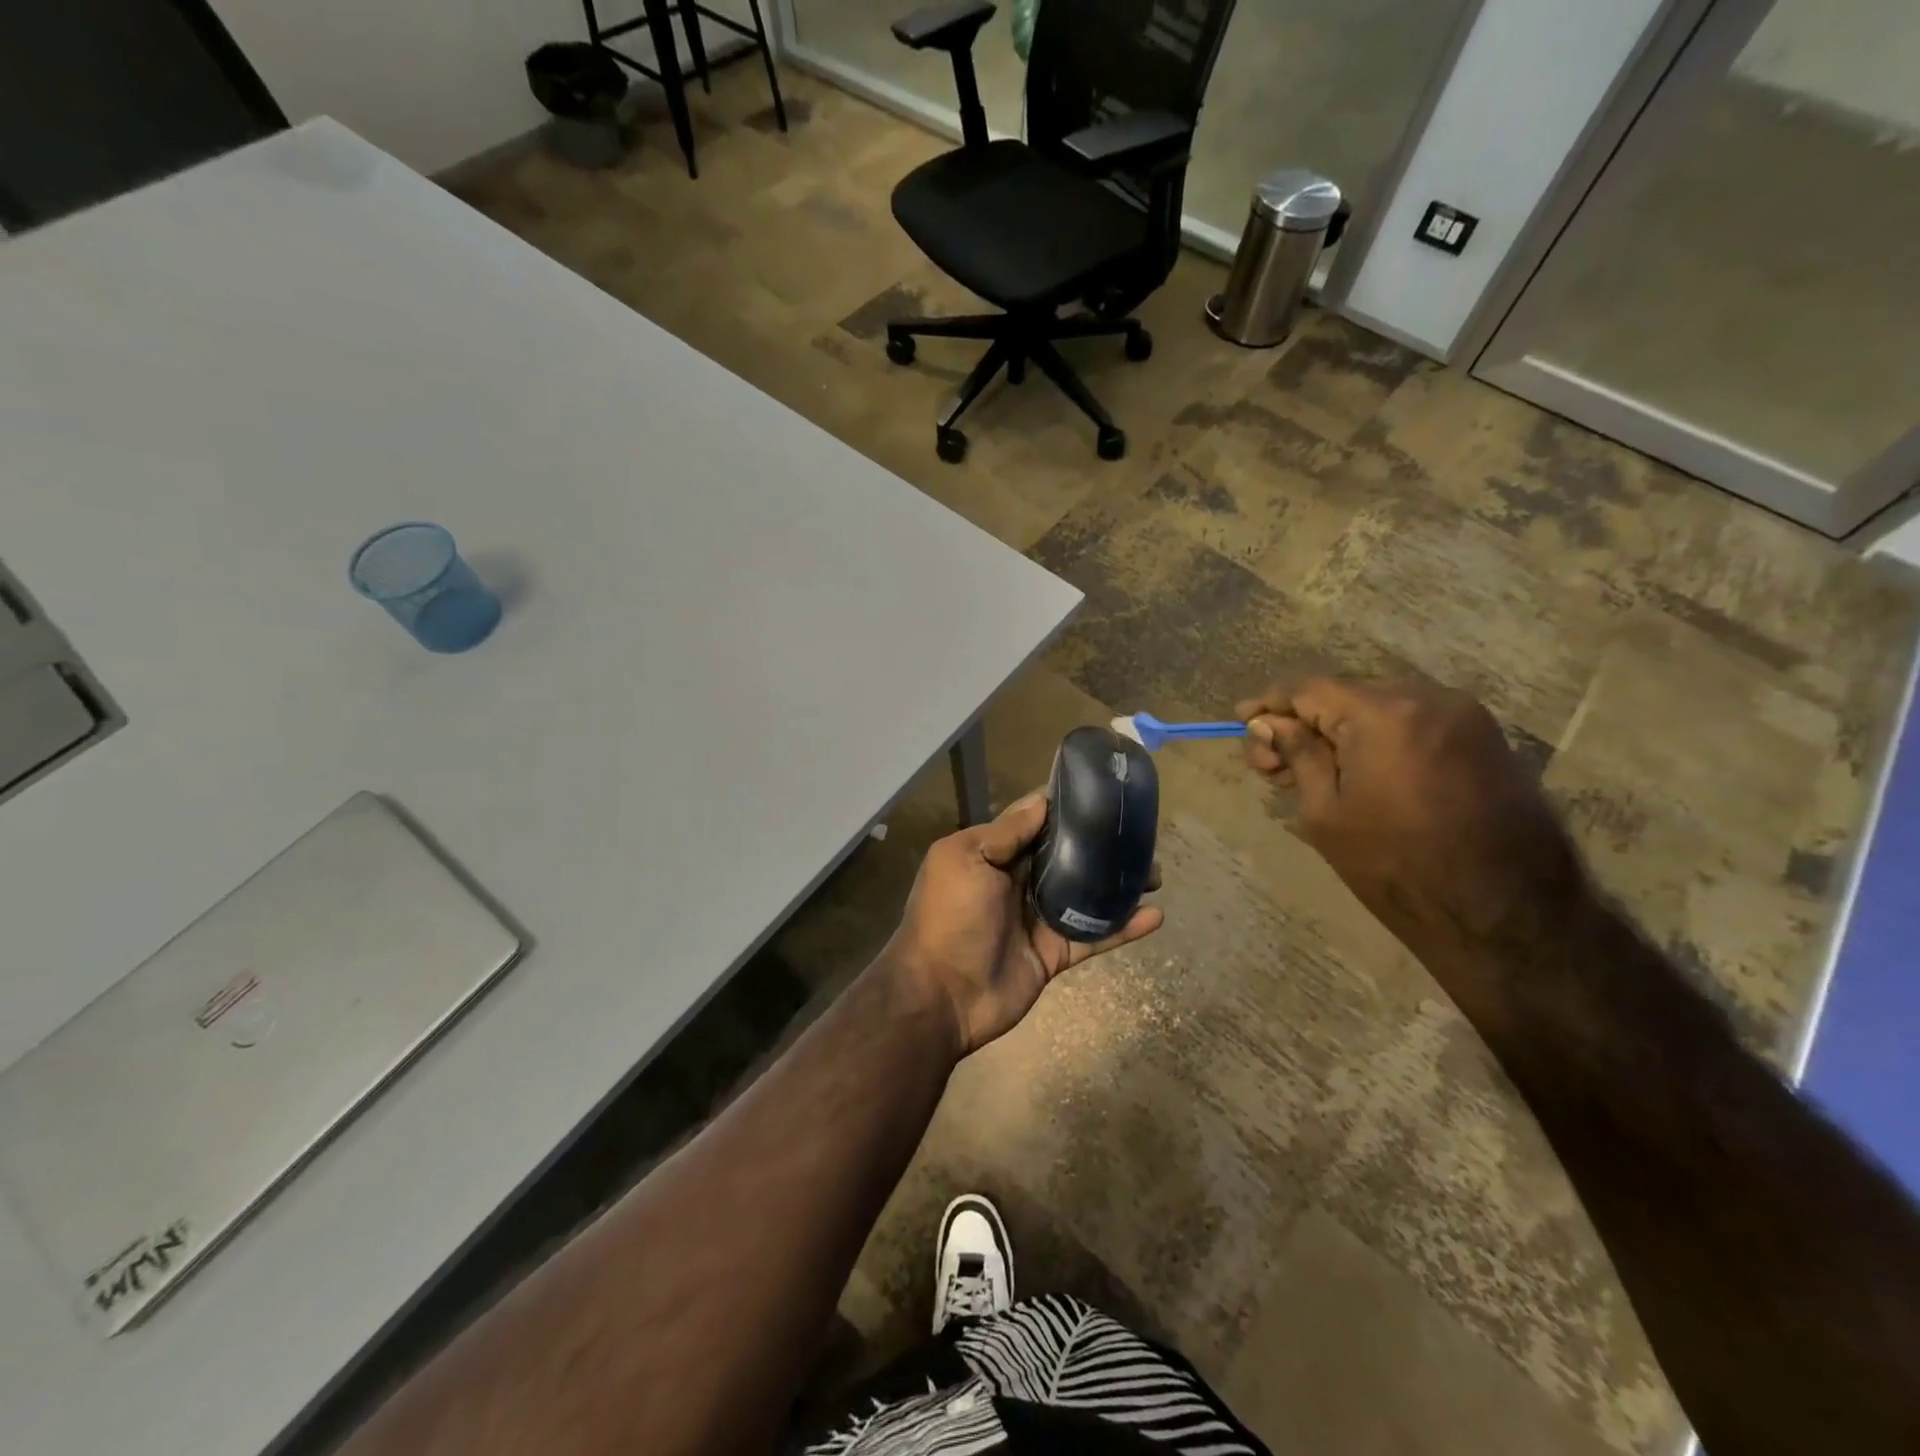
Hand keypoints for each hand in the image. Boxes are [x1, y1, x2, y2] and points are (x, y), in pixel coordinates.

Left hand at [883, 792, 1162, 1055]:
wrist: (941, 996)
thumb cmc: (950, 916)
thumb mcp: (966, 859)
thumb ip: (1006, 832)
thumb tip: (1043, 801)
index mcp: (993, 854)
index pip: (1035, 822)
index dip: (1065, 807)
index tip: (1103, 792)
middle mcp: (1017, 881)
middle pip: (1067, 856)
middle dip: (1101, 845)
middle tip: (1141, 835)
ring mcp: (1037, 919)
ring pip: (1086, 894)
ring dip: (1118, 884)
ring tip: (1156, 873)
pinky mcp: (1054, 953)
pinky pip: (1093, 936)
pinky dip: (1123, 927)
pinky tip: (1155, 915)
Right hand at [1237, 679, 1584, 965]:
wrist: (1505, 916)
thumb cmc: (1397, 867)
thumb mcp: (1325, 813)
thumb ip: (1297, 755)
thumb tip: (1269, 723)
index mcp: (1384, 713)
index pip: (1309, 688)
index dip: (1270, 703)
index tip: (1241, 720)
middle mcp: (1430, 697)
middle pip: (1345, 693)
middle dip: (1304, 720)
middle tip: (1273, 762)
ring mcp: (1466, 716)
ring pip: (1381, 706)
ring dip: (1341, 729)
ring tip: (1314, 770)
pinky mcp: (1487, 739)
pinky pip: (1414, 722)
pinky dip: (1379, 737)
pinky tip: (1361, 770)